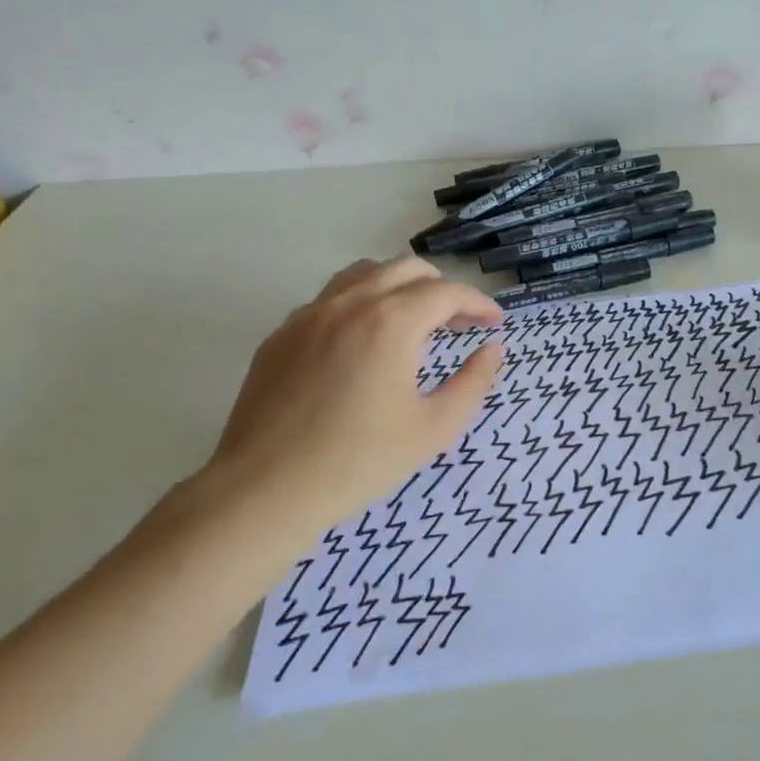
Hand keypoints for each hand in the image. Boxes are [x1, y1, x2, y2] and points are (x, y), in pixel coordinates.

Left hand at [160, 258, 503, 561]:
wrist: (264, 490)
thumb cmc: (359, 461)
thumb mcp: (434, 429)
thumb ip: (473, 382)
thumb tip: (492, 349)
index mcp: (391, 322)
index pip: (447, 292)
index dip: (478, 303)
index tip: (495, 323)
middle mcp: (350, 303)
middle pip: (406, 269)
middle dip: (441, 289)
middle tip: (459, 323)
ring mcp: (308, 315)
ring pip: (363, 274)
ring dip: (398, 287)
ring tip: (413, 321)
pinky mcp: (280, 335)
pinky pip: (329, 300)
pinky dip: (359, 305)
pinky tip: (362, 343)